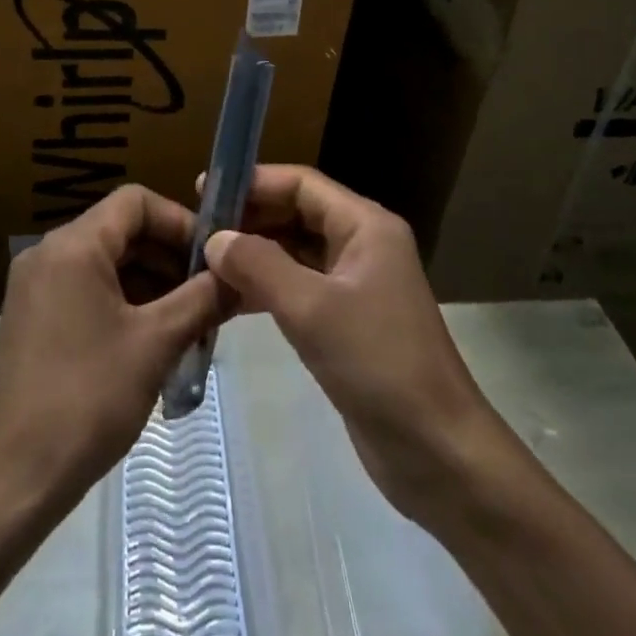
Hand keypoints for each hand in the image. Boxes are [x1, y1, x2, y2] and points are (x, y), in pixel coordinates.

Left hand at [0, 185, 222, 517]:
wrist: (13, 480)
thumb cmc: (87, 399)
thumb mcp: (156, 344)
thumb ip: (203, 299)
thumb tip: (241, 277)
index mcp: (73, 246)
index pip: (136, 201)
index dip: (180, 221)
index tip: (213, 258)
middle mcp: (48, 253)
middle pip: (121, 230)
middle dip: (170, 256)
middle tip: (210, 294)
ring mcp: (35, 287)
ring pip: (106, 262)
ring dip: (151, 283)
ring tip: (191, 322)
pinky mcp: (32, 319)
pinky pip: (87, 289)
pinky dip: (124, 302)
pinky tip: (154, 340)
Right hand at [204, 165, 505, 525]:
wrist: (438, 452)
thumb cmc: (379, 364)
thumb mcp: (312, 309)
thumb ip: (259, 266)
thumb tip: (215, 239)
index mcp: (366, 226)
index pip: (302, 183)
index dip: (254, 182)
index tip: (205, 191)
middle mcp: (362, 244)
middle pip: (297, 213)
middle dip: (250, 218)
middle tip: (198, 230)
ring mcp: (356, 284)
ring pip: (295, 251)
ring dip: (254, 254)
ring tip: (204, 263)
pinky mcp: (347, 321)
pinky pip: (299, 287)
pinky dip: (266, 288)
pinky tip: (229, 300)